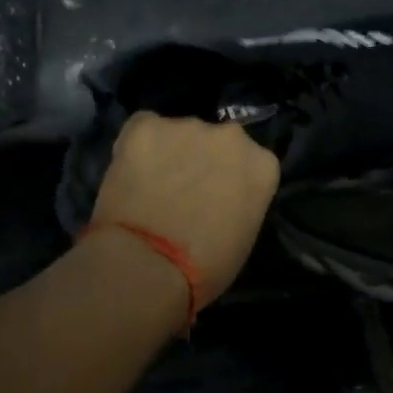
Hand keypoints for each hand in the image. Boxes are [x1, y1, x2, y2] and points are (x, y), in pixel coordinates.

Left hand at [89, 112, 280, 302]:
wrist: (149, 264)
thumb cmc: (206, 267)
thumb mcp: (243, 237)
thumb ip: (239, 203)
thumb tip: (220, 200)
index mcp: (263, 165)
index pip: (251, 164)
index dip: (230, 181)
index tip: (216, 200)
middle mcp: (231, 136)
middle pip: (217, 142)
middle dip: (203, 160)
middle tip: (183, 191)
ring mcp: (186, 126)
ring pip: (178, 135)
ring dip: (169, 153)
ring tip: (151, 186)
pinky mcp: (145, 125)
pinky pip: (142, 130)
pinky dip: (137, 149)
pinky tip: (129, 175)